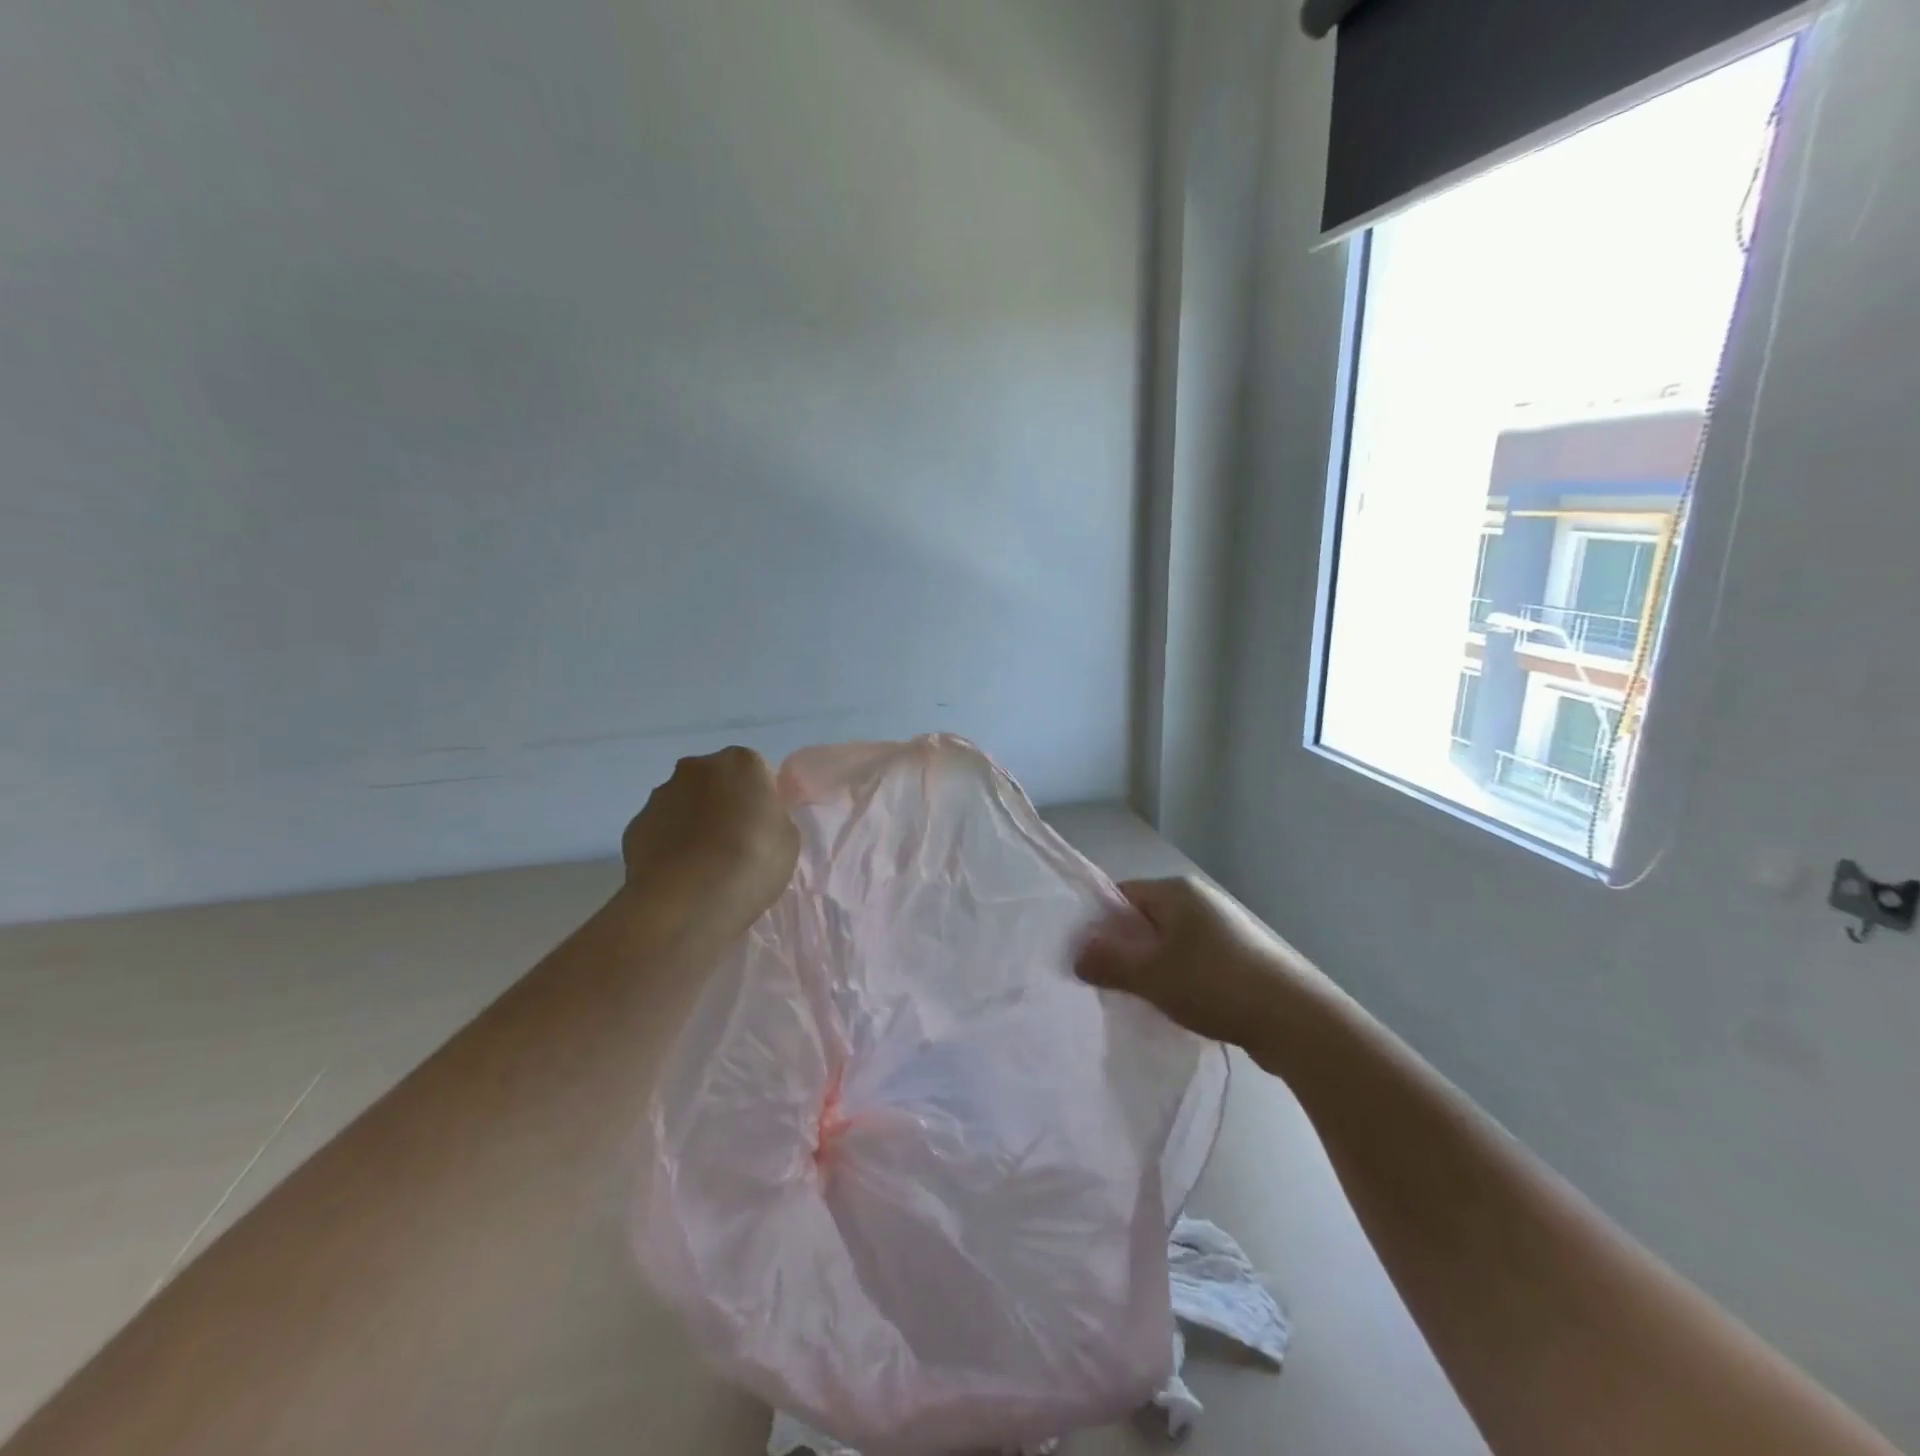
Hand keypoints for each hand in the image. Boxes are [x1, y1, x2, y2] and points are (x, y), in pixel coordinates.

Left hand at [620, 747, 799, 933]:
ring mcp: (660, 796)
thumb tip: (756, 820)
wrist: (687, 900)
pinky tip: (681, 876)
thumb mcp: (788, 839)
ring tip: (706, 866)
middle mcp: (696, 768)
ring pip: (685, 804)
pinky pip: (661, 831)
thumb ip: (773, 818)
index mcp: (741, 762)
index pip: (758, 771)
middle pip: (717, 782)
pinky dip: (670, 846)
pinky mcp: (634, 827)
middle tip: (737, 844)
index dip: (762, 800)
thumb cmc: (751, 862)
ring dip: (695, 824)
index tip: (765, 828)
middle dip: (725, 805)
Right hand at [1075, 877, 1312, 1050]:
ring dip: (1152, 967)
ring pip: (1169, 943)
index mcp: (1177, 891)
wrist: (1295, 1020)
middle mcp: (1200, 901)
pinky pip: (1193, 960)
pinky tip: (1176, 1006)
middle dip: (1125, 949)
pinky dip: (1179, 978)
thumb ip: (1109, 961)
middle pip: (1145, 919)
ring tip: (1139, 998)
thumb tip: (1078, 953)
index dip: (1100, 923)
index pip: (1123, 894)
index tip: (1086, 956)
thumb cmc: (1215, 984)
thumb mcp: (1151, 974)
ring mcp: (1224, 929)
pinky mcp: (1240, 957)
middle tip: (1107, 982)